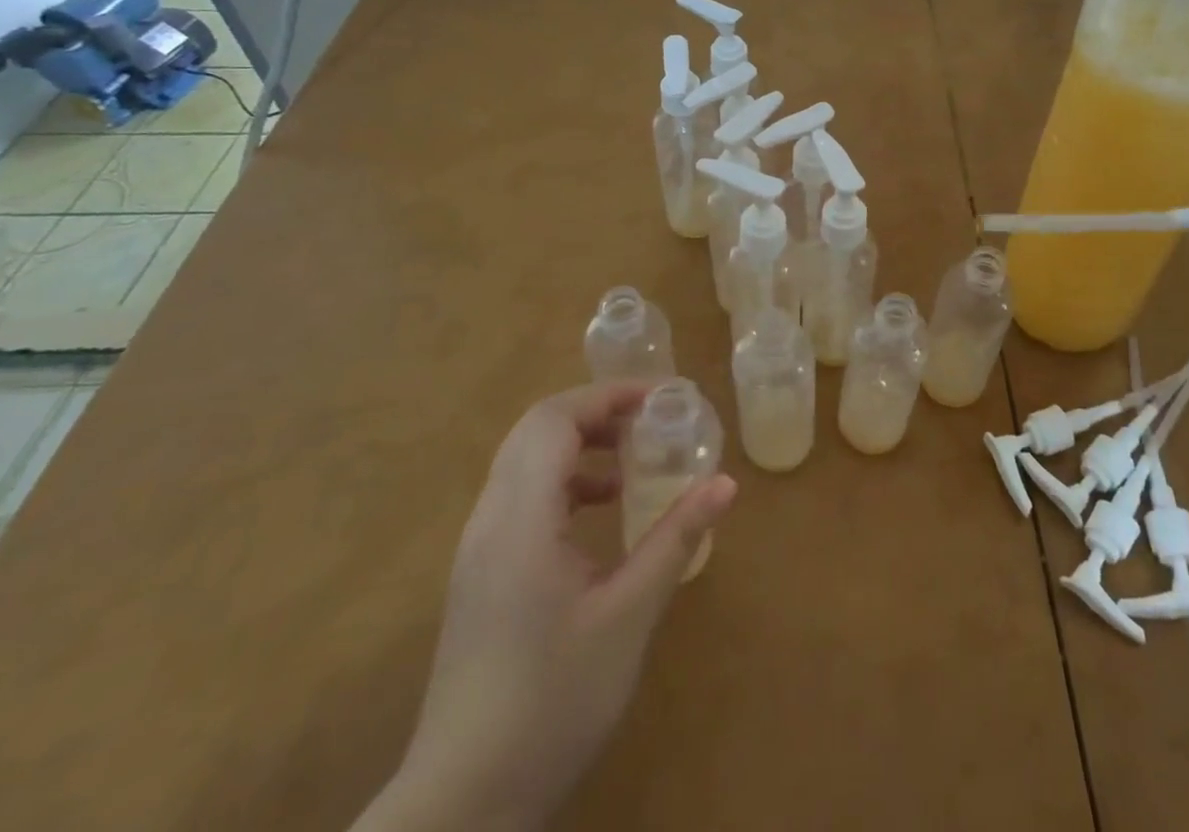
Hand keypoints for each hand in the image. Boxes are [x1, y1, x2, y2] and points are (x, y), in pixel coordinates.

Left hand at [355, 383, 736, 831]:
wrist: (464, 804)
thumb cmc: (553, 701)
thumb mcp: (629, 616)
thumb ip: (675, 539)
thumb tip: (725, 482)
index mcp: (520, 519)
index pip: (554, 420)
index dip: (606, 396)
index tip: (658, 400)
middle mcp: (490, 520)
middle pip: (535, 431)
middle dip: (594, 413)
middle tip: (649, 422)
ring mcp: (478, 549)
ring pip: (523, 462)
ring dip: (577, 446)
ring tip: (631, 465)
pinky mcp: (479, 575)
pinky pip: (519, 497)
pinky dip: (562, 482)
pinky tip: (600, 516)